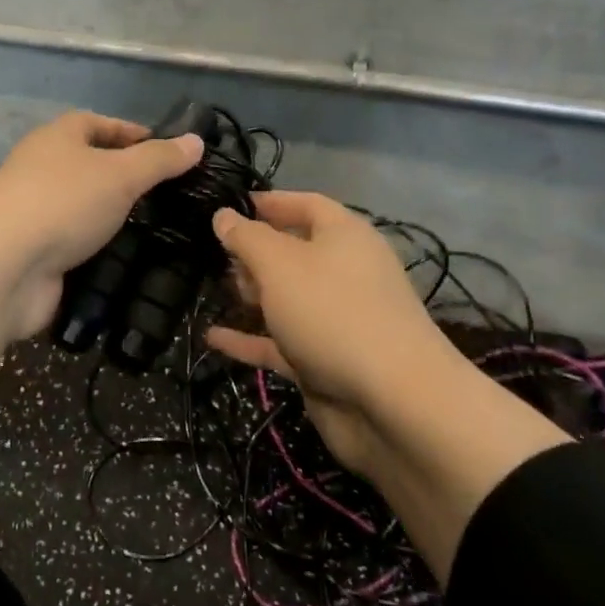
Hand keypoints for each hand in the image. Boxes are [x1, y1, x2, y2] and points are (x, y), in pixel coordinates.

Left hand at [0, 112, 202, 369]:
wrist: (4, 268)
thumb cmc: (63, 202)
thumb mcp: (120, 174)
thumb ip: (159, 159)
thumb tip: (196, 140)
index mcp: (57, 139)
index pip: (97, 123)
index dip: (132, 132)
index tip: (168, 150)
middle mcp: (45, 171)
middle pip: (92, 167)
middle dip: (129, 179)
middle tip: (173, 196)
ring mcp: (41, 215)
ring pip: (87, 210)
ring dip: (117, 219)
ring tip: (165, 230)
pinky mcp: (41, 255)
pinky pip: (81, 247)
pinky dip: (104, 252)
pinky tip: (137, 262)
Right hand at [206, 192, 453, 478]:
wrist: (392, 404)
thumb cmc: (332, 312)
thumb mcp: (279, 264)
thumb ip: (246, 237)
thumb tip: (223, 215)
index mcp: (344, 237)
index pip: (306, 205)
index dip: (270, 202)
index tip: (229, 206)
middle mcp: (344, 273)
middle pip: (294, 251)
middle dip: (255, 251)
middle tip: (213, 254)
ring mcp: (335, 320)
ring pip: (286, 298)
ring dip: (251, 294)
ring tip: (212, 288)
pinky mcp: (323, 362)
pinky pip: (279, 343)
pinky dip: (249, 339)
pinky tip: (212, 337)